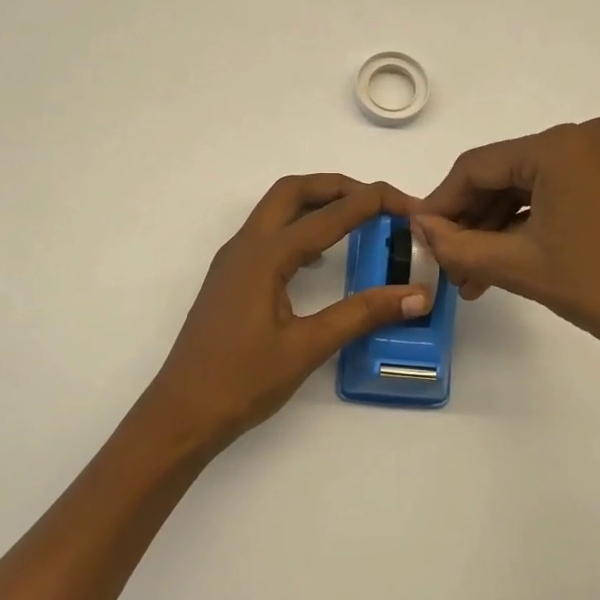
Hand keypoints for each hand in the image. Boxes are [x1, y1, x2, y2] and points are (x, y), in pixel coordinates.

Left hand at [141, 175, 431, 452]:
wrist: (182, 413)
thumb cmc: (242, 381)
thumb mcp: (308, 347)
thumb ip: (362, 314)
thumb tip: (417, 295)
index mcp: (264, 256)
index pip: (328, 215)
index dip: (372, 202)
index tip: (409, 204)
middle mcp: (245, 247)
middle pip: (293, 192)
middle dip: (339, 186)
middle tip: (380, 200)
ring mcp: (233, 262)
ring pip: (277, 210)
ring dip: (317, 203)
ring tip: (358, 219)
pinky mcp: (231, 280)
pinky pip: (269, 235)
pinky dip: (300, 228)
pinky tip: (322, 257)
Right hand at [414, 119, 599, 372]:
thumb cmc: (594, 285)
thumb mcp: (515, 264)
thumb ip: (456, 243)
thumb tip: (416, 226)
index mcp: (559, 145)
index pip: (477, 166)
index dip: (441, 202)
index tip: (418, 234)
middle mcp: (582, 136)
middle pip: (502, 174)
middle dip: (471, 221)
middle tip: (447, 263)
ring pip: (526, 186)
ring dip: (496, 228)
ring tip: (471, 276)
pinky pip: (552, 192)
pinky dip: (526, 223)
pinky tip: (501, 260)